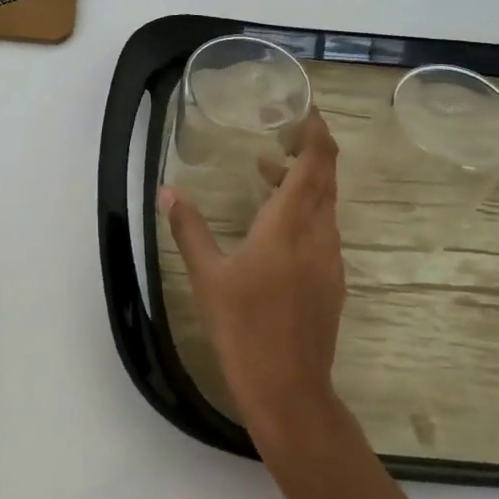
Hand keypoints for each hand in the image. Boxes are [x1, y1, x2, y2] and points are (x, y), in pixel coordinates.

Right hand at [160, 110, 345, 440]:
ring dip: (304, 181)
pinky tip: (276, 223)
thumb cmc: (244, 327)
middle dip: (310, 149)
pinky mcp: (331, 281)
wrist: (288, 389)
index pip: (316, 162)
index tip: (305, 109)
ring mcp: (330, 259)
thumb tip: (167, 192)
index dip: (317, 131)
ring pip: (326, 204)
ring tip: (267, 171)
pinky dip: (305, 210)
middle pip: (326, 178)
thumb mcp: (208, 276)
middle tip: (283, 129)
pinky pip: (324, 229)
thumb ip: (189, 229)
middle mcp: (319, 234)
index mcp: (289, 224)